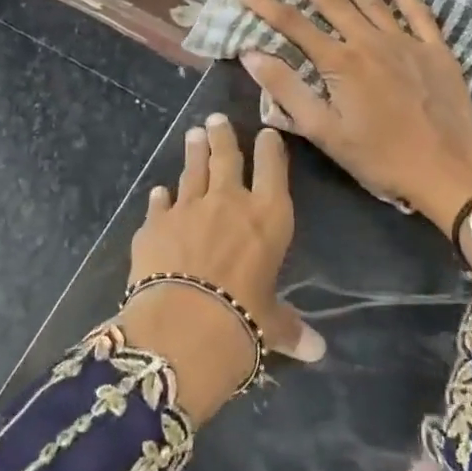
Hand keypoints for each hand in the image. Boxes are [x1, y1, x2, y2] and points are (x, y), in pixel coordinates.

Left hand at [116, 114, 323, 422]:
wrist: (182, 324)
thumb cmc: (242, 320)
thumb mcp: (270, 324)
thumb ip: (289, 328)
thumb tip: (316, 351)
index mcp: (268, 217)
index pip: (272, 169)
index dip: (270, 149)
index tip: (266, 134)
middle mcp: (228, 202)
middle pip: (226, 158)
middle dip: (222, 136)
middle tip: (216, 119)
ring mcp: (188, 208)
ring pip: (192, 171)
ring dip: (193, 152)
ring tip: (193, 135)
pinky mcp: (154, 223)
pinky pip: (160, 203)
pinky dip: (161, 196)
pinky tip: (159, 191)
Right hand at [233, 0, 471, 239]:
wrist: (450, 169)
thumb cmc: (381, 157)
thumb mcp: (325, 132)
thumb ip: (287, 90)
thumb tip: (251, 54)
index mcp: (340, 63)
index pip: (293, 25)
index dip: (265, 3)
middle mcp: (370, 41)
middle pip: (332, 0)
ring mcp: (406, 42)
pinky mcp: (435, 51)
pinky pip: (418, 13)